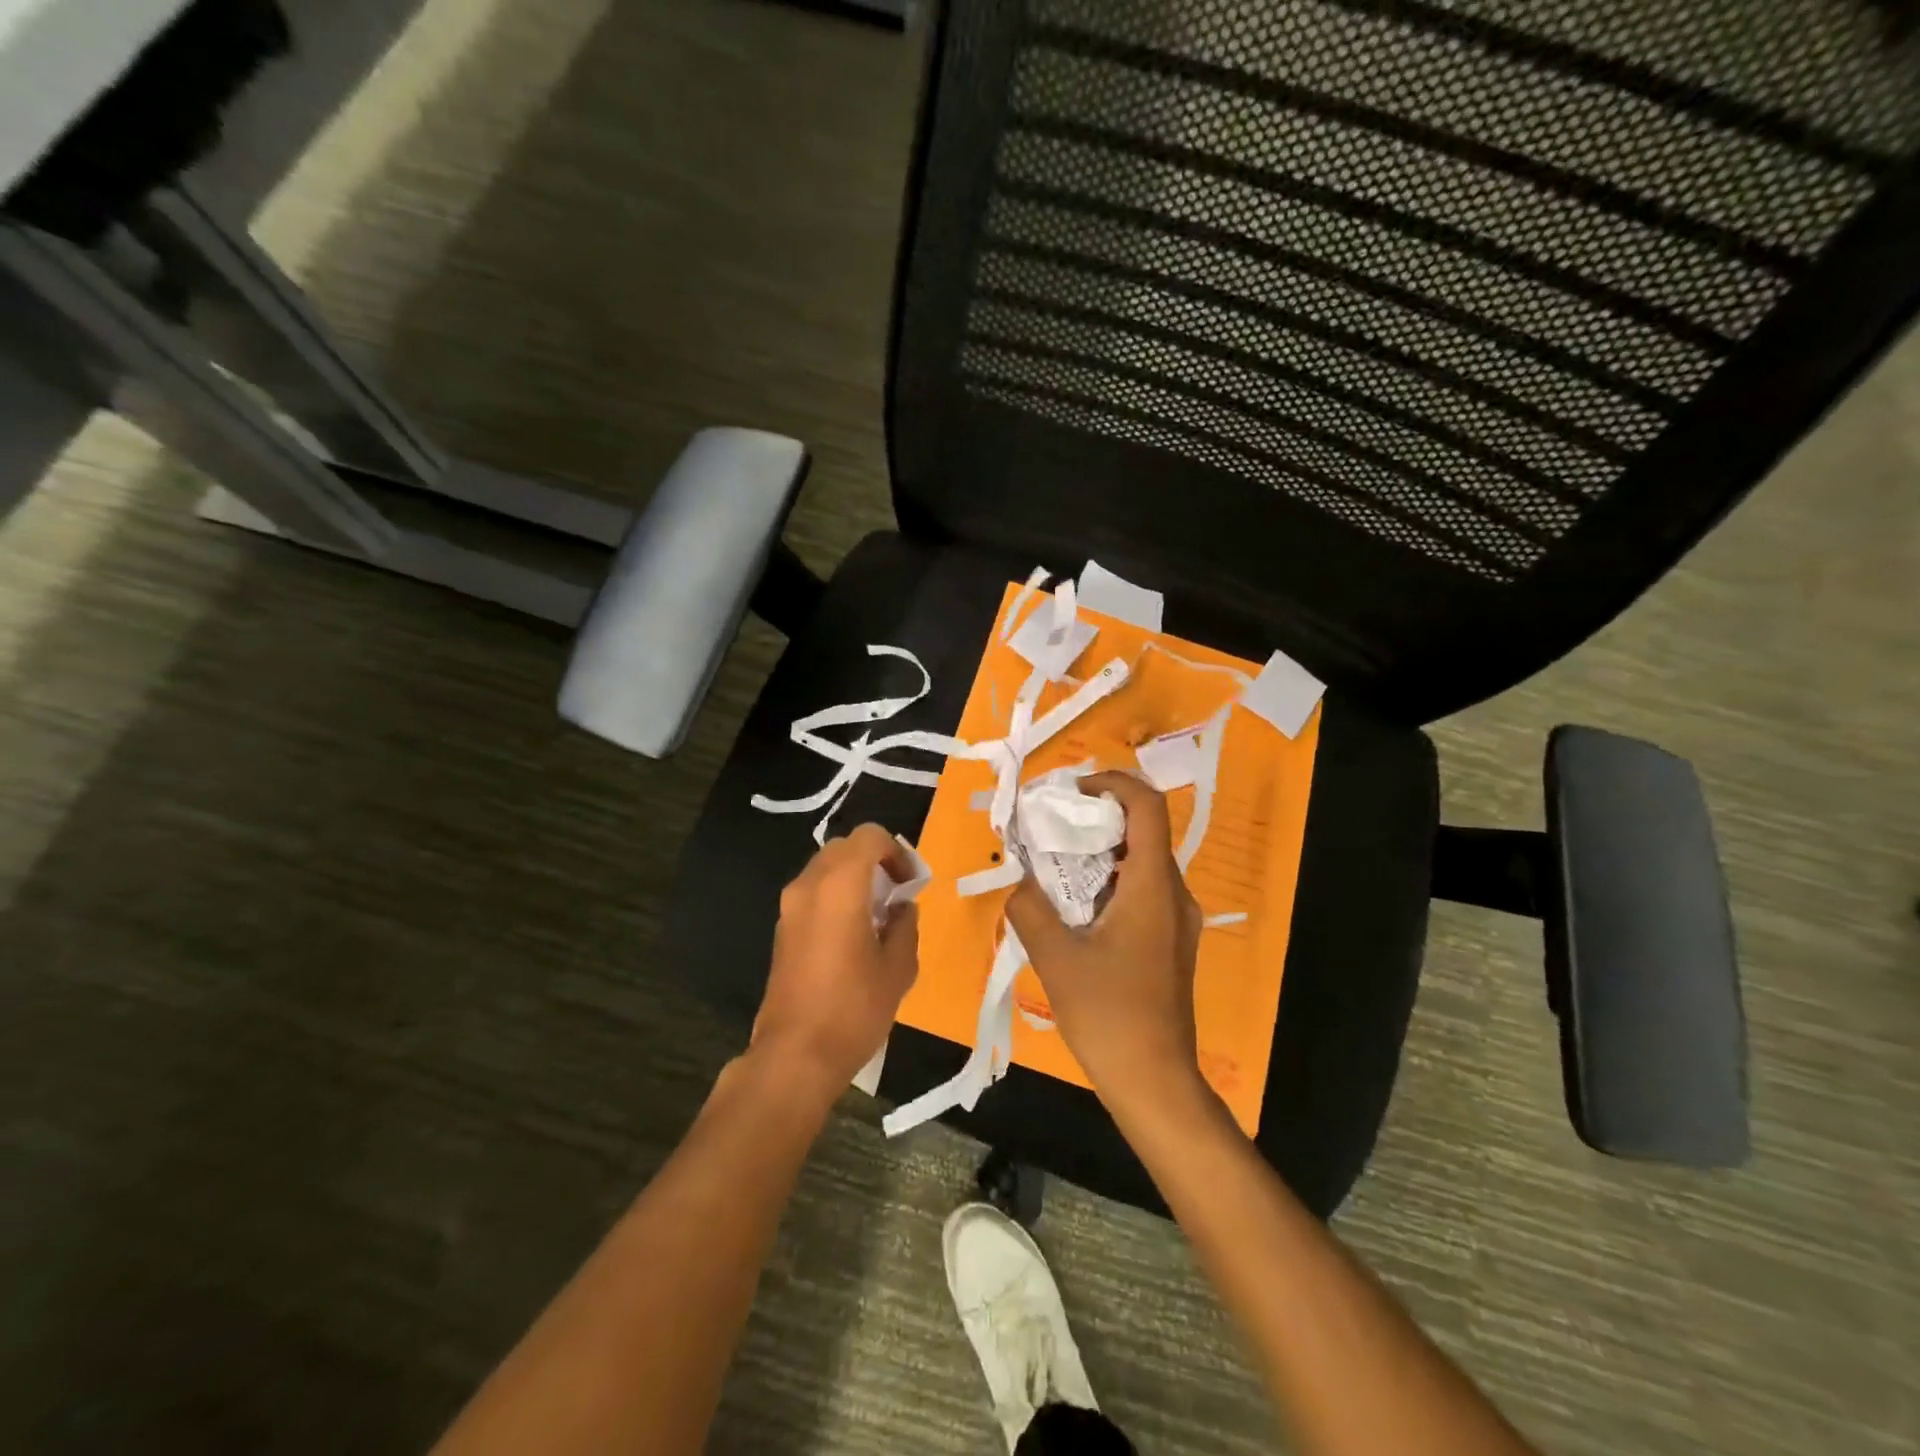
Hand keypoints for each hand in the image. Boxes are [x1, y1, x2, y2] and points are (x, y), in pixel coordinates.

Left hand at [753, 824, 919, 1093]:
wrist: (795, 1055)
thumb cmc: (854, 1008)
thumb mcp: (898, 967)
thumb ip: (905, 925)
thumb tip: (902, 909)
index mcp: (840, 885)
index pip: (869, 836)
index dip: (896, 851)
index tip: (911, 883)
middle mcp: (809, 885)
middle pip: (844, 847)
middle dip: (875, 861)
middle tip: (897, 894)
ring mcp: (790, 906)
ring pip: (826, 868)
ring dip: (854, 878)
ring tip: (877, 916)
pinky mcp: (782, 929)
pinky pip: (813, 893)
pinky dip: (836, 896)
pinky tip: (853, 935)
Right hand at [1005, 772, 1203, 1109]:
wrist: (1154, 1081)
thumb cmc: (1108, 1014)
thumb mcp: (1055, 958)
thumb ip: (1029, 908)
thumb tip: (1018, 880)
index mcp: (1153, 885)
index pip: (1147, 805)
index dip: (1111, 783)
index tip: (1071, 794)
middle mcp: (1175, 892)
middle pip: (1143, 830)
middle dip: (1095, 819)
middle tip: (1050, 832)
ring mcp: (1177, 919)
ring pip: (1141, 861)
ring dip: (1098, 854)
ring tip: (1054, 870)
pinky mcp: (1170, 940)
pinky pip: (1141, 890)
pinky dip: (1107, 882)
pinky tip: (1075, 910)